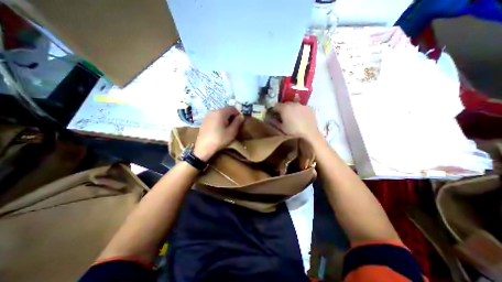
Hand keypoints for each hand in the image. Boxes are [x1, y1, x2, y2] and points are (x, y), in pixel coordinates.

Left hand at [193, 107, 242, 161]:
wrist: (203, 148)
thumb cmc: (219, 139)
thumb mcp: (232, 132)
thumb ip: (237, 122)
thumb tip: (241, 116)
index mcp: (221, 112)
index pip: (232, 108)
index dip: (238, 113)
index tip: (239, 122)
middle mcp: (213, 111)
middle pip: (225, 110)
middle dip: (231, 116)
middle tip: (234, 125)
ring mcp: (207, 115)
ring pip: (220, 113)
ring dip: (225, 118)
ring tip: (226, 128)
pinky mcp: (204, 120)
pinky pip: (214, 117)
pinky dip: (219, 120)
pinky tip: (219, 129)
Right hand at [271, 102, 321, 143]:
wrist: (309, 135)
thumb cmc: (293, 132)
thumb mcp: (280, 128)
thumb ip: (273, 122)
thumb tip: (269, 118)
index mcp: (284, 108)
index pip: (275, 106)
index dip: (274, 111)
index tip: (275, 116)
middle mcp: (293, 104)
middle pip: (285, 104)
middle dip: (283, 110)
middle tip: (284, 118)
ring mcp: (302, 105)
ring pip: (294, 105)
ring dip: (291, 110)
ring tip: (293, 118)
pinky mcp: (309, 109)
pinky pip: (301, 108)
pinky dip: (299, 111)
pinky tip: (301, 119)